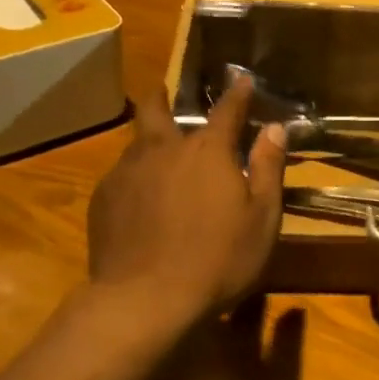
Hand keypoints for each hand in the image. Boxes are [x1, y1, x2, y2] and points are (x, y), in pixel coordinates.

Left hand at [87, 79, 286, 325]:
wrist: (145, 299)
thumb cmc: (218, 260)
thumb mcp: (262, 218)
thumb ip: (268, 168)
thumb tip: (275, 128)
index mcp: (207, 151)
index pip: (227, 111)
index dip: (237, 94)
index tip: (241, 80)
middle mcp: (163, 150)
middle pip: (156, 110)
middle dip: (161, 96)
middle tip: (163, 92)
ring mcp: (127, 173)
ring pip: (135, 143)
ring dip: (147, 141)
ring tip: (154, 154)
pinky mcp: (102, 199)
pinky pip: (120, 176)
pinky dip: (133, 177)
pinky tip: (138, 199)